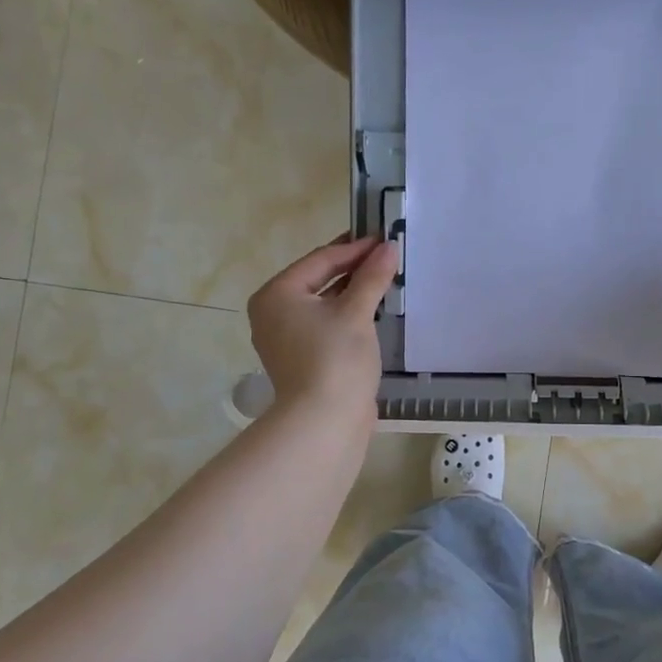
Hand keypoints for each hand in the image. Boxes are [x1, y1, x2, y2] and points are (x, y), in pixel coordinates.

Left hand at [247, 236, 397, 421]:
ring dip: (353, 292)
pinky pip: (325, 325)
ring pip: (323, 304)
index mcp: (277, 294)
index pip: (320, 260)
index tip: (385, 239)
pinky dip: (347, 315)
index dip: (355, 248)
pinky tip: (373, 311)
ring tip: (385, 280)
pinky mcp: (302, 359)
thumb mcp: (356, 312)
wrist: (324, 423)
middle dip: (354, 269)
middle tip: (386, 256)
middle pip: (318, 280)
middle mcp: (273, 313)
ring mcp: (285, 339)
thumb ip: (372, 277)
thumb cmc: (335, 359)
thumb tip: (389, 248)